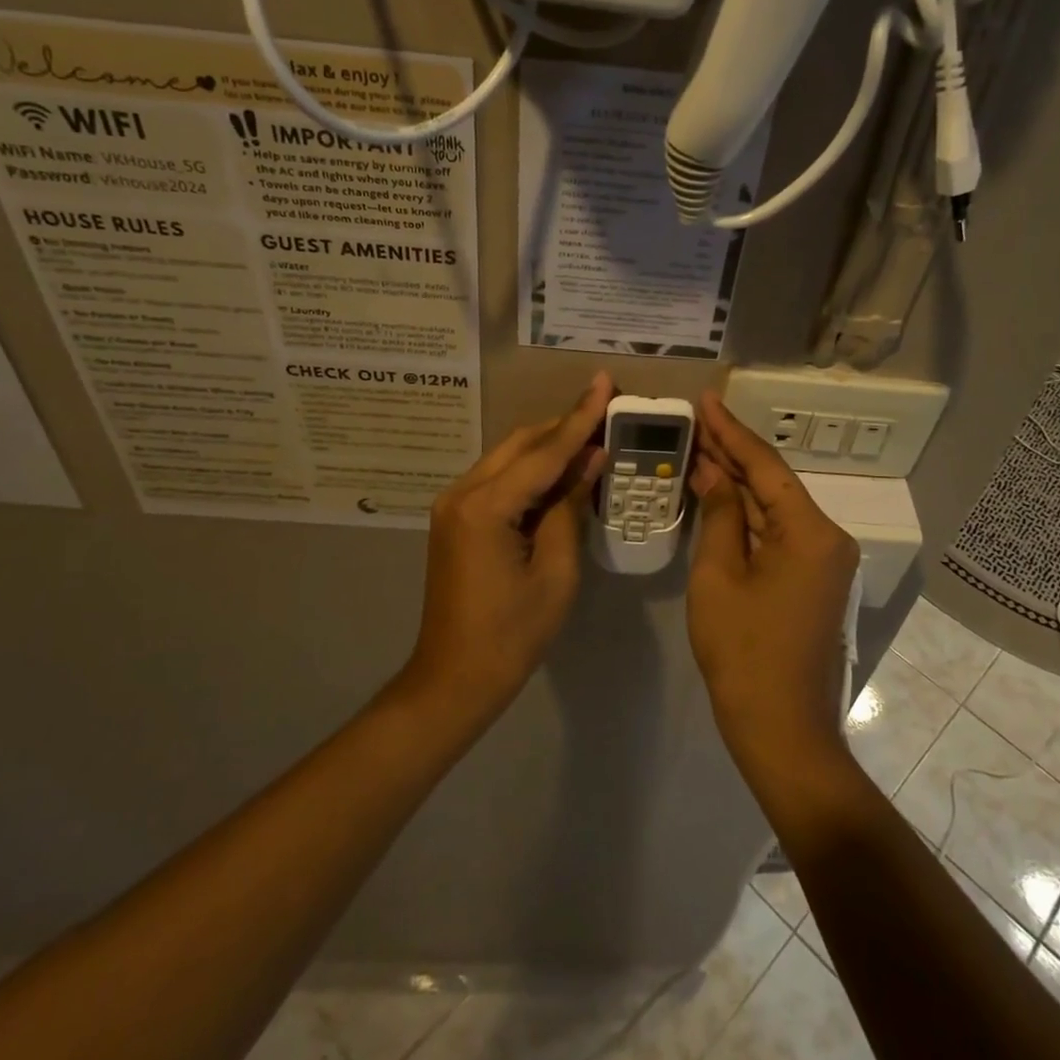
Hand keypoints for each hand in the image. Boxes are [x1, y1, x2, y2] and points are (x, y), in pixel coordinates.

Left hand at [404, 374, 614, 716]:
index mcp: (485, 507)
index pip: (544, 452)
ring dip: (548, 446)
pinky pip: (499, 480)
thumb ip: (570, 508)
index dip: (580, 418)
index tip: (604, 382)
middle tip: (606, 407)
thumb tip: (590, 459)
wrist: (454, 677)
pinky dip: (531, 471)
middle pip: (521, 444)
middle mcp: (462, 493)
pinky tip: (560, 471)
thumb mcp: (556, 572)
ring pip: (508, 458)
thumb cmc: (512, 634)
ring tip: (592, 434)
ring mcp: (453, 504)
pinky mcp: (455, 518)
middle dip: (564, 425)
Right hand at [686, 391, 860, 778]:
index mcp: (811, 531)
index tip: (705, 400)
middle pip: (773, 484)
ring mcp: (823, 561)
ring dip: (738, 484)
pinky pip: (778, 535)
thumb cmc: (744, 652)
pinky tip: (719, 496)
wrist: (781, 728)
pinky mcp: (812, 580)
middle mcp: (828, 537)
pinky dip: (747, 517)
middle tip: (695, 421)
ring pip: (775, 509)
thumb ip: (719, 516)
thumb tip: (712, 472)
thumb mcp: (719, 576)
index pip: (766, 466)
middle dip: (733, 454)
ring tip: (700, 449)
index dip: (731, 431)